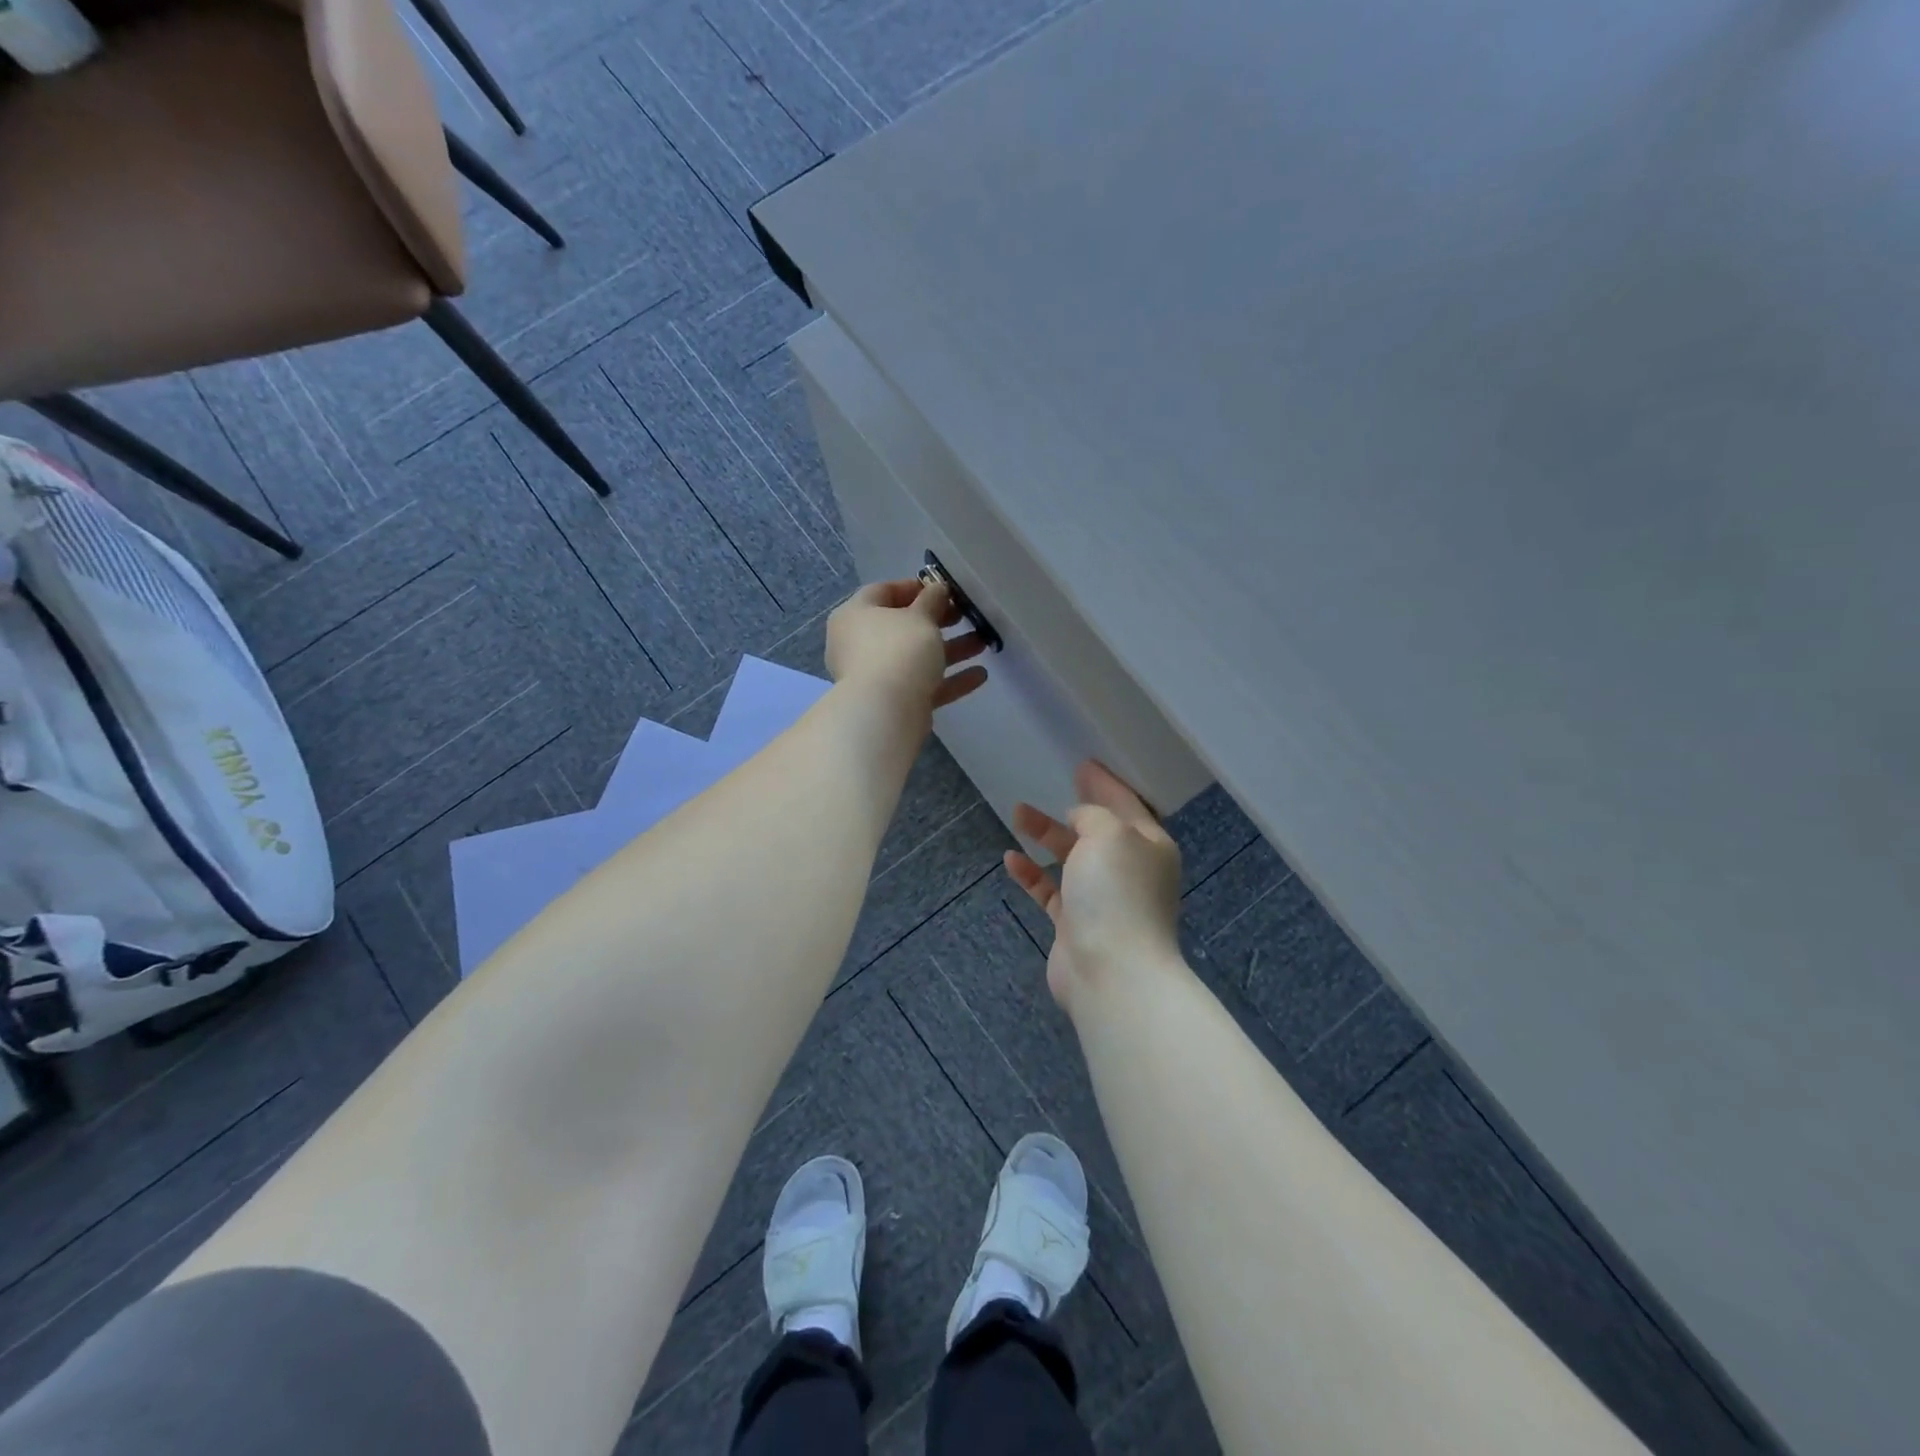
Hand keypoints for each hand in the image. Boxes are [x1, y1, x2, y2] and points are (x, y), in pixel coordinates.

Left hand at [825, 578, 988, 718]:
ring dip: (951, 650)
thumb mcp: (920, 616)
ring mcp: (876, 676)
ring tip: (983, 642)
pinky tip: (980, 675)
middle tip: (965, 615)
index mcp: (856, 615)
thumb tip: (937, 590)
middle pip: (903, 626)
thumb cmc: (898, 649)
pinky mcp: (894, 702)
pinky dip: (949, 680)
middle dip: (938, 621)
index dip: (914, 587)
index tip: (943, 589)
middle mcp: (860, 644)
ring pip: (917, 657)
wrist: (885, 712)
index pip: (883, 591)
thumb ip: (932, 600)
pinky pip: (924, 685)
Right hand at [1004, 761, 1185, 1015]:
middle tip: (1055, 784)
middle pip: (1099, 830)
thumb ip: (1093, 816)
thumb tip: (1080, 819)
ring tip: (1017, 813)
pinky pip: (1051, 890)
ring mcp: (1103, 900)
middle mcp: (1130, 871)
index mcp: (1150, 846)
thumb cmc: (1117, 893)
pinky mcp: (1075, 925)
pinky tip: (1011, 859)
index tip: (1084, 764)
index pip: (1127, 804)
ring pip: (1071, 858)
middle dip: (1075, 808)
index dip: (1105, 783)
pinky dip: (1032, 874)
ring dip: (1046, 835)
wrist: (1111, 972)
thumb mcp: (1109, 834)